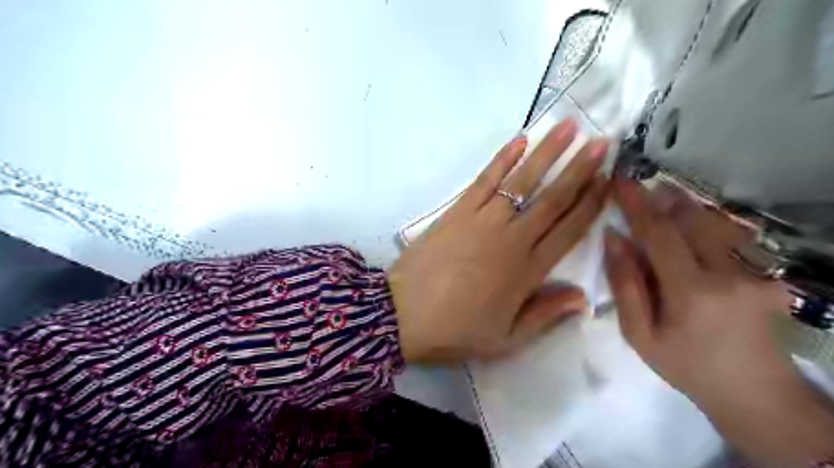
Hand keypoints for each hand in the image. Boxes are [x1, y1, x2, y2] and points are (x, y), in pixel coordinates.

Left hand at [388, 120, 611, 361]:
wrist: (404, 315)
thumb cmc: (456, 330)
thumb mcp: (506, 339)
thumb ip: (545, 316)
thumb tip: (584, 298)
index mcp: (527, 271)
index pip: (569, 230)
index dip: (591, 204)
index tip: (609, 180)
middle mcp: (511, 239)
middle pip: (553, 199)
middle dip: (579, 170)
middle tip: (602, 143)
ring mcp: (483, 220)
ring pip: (522, 181)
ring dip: (547, 153)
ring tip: (568, 127)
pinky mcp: (458, 211)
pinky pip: (485, 180)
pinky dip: (502, 159)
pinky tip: (519, 140)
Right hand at [607, 182, 833, 467]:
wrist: (754, 393)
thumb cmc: (686, 366)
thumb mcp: (639, 334)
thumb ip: (625, 284)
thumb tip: (614, 239)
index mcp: (692, 292)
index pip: (660, 234)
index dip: (637, 204)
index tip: (619, 181)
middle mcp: (730, 274)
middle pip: (692, 219)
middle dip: (662, 199)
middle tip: (637, 188)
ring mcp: (756, 272)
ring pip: (715, 222)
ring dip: (683, 207)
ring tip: (660, 200)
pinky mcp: (768, 273)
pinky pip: (730, 236)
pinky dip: (703, 223)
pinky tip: (688, 225)